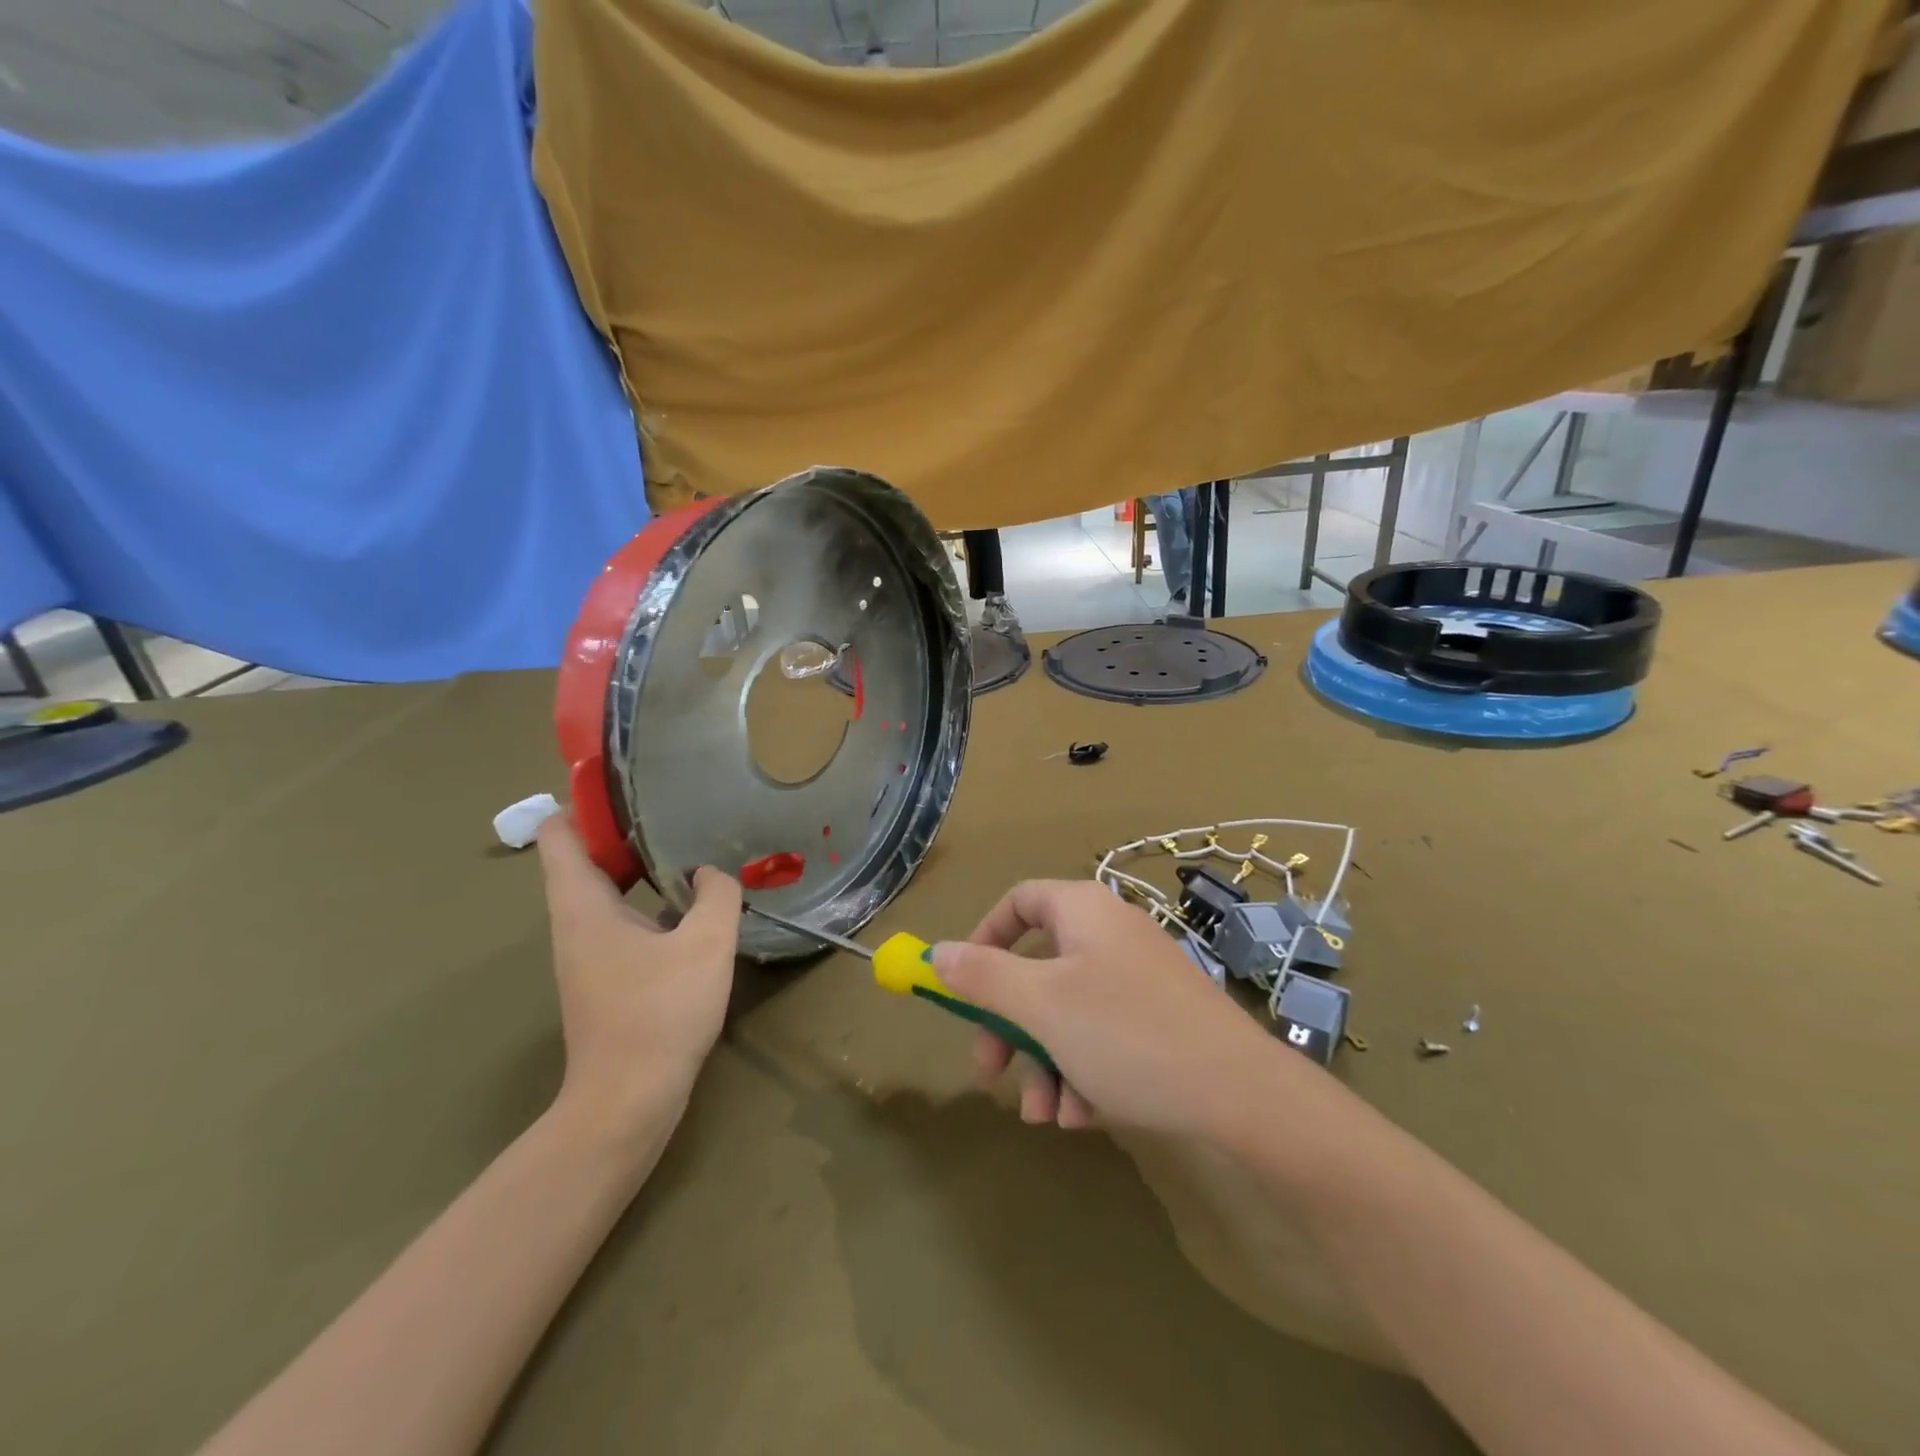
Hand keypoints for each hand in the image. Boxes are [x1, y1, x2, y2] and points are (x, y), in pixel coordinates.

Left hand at [535, 813, 740, 1139]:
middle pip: (585, 858)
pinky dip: (648, 901)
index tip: (624, 782)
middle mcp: (575, 923)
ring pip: (606, 891)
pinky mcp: (607, 976)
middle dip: (624, 828)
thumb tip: (711, 872)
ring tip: (688, 845)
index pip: (560, 835)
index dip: (583, 801)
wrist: (628, 1101)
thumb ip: (716, 895)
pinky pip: (622, 920)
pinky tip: (691, 904)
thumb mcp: (706, 944)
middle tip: (672, 806)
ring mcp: (588, 953)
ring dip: (640, 866)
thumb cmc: (660, 1013)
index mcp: (583, 906)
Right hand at [933, 879, 1281, 1134]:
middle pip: (1038, 966)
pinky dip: (1084, 1071)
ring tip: (1046, 1115)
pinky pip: (1103, 1035)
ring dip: (1045, 1061)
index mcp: (1084, 911)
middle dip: (1009, 1023)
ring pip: (1068, 1011)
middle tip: (991, 1070)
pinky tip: (1085, 1116)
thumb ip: (983, 977)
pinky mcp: (1161, 1020)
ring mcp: (1140, 979)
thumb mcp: (1041, 1005)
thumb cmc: (1127, 1035)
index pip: (1019, 900)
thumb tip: (937, 953)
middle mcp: (1111, 935)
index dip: (984, 938)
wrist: (1242, 1096)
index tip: (964, 986)